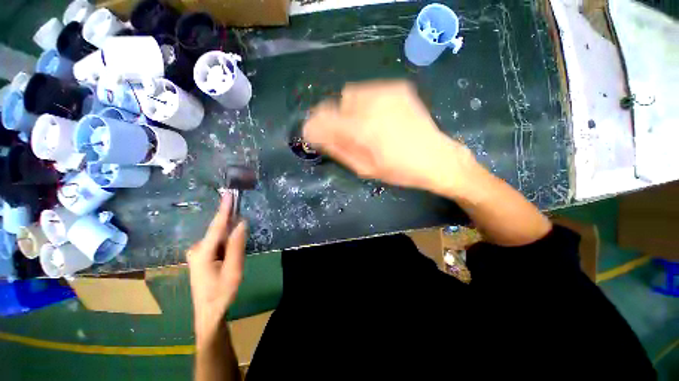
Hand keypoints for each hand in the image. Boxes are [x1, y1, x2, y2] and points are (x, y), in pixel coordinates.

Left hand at [188, 193, 246, 346]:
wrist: (209, 312)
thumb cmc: (221, 292)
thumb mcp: (234, 269)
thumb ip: (237, 245)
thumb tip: (241, 223)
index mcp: (202, 252)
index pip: (216, 226)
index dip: (223, 210)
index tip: (228, 195)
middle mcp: (196, 249)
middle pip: (218, 232)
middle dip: (231, 226)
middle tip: (242, 226)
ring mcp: (197, 253)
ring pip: (219, 238)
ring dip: (230, 237)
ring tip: (236, 251)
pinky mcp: (201, 256)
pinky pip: (217, 243)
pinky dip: (227, 242)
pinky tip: (231, 252)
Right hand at [303, 80, 474, 193]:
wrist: (436, 158)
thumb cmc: (399, 170)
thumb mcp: (365, 168)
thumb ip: (339, 149)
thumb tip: (317, 135)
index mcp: (362, 129)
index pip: (323, 119)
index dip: (314, 125)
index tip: (313, 133)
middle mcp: (372, 104)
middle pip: (335, 103)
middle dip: (334, 119)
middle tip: (347, 134)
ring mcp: (387, 92)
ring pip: (351, 94)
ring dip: (349, 110)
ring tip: (364, 126)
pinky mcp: (398, 88)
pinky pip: (369, 91)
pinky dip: (365, 103)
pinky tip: (378, 117)